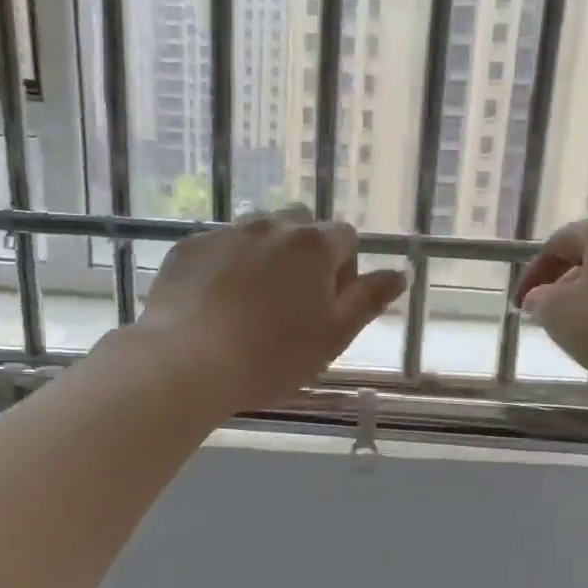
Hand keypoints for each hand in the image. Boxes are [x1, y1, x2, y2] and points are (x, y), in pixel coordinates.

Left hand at [140, 206, 406, 412]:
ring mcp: (225, 233)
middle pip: (301, 226)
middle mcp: (271, 226)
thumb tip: (400, 273)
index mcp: (314, 245)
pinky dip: (225, 265)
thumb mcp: (333, 336)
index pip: (345, 238)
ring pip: (257, 233)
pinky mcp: (188, 247)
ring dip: (265, 256)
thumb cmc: (272, 356)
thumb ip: (368, 300)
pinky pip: (218, 247)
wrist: (187, 361)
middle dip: (305, 253)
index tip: (329, 304)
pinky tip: (215, 303)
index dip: (344, 269)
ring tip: (252, 301)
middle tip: (293, 301)